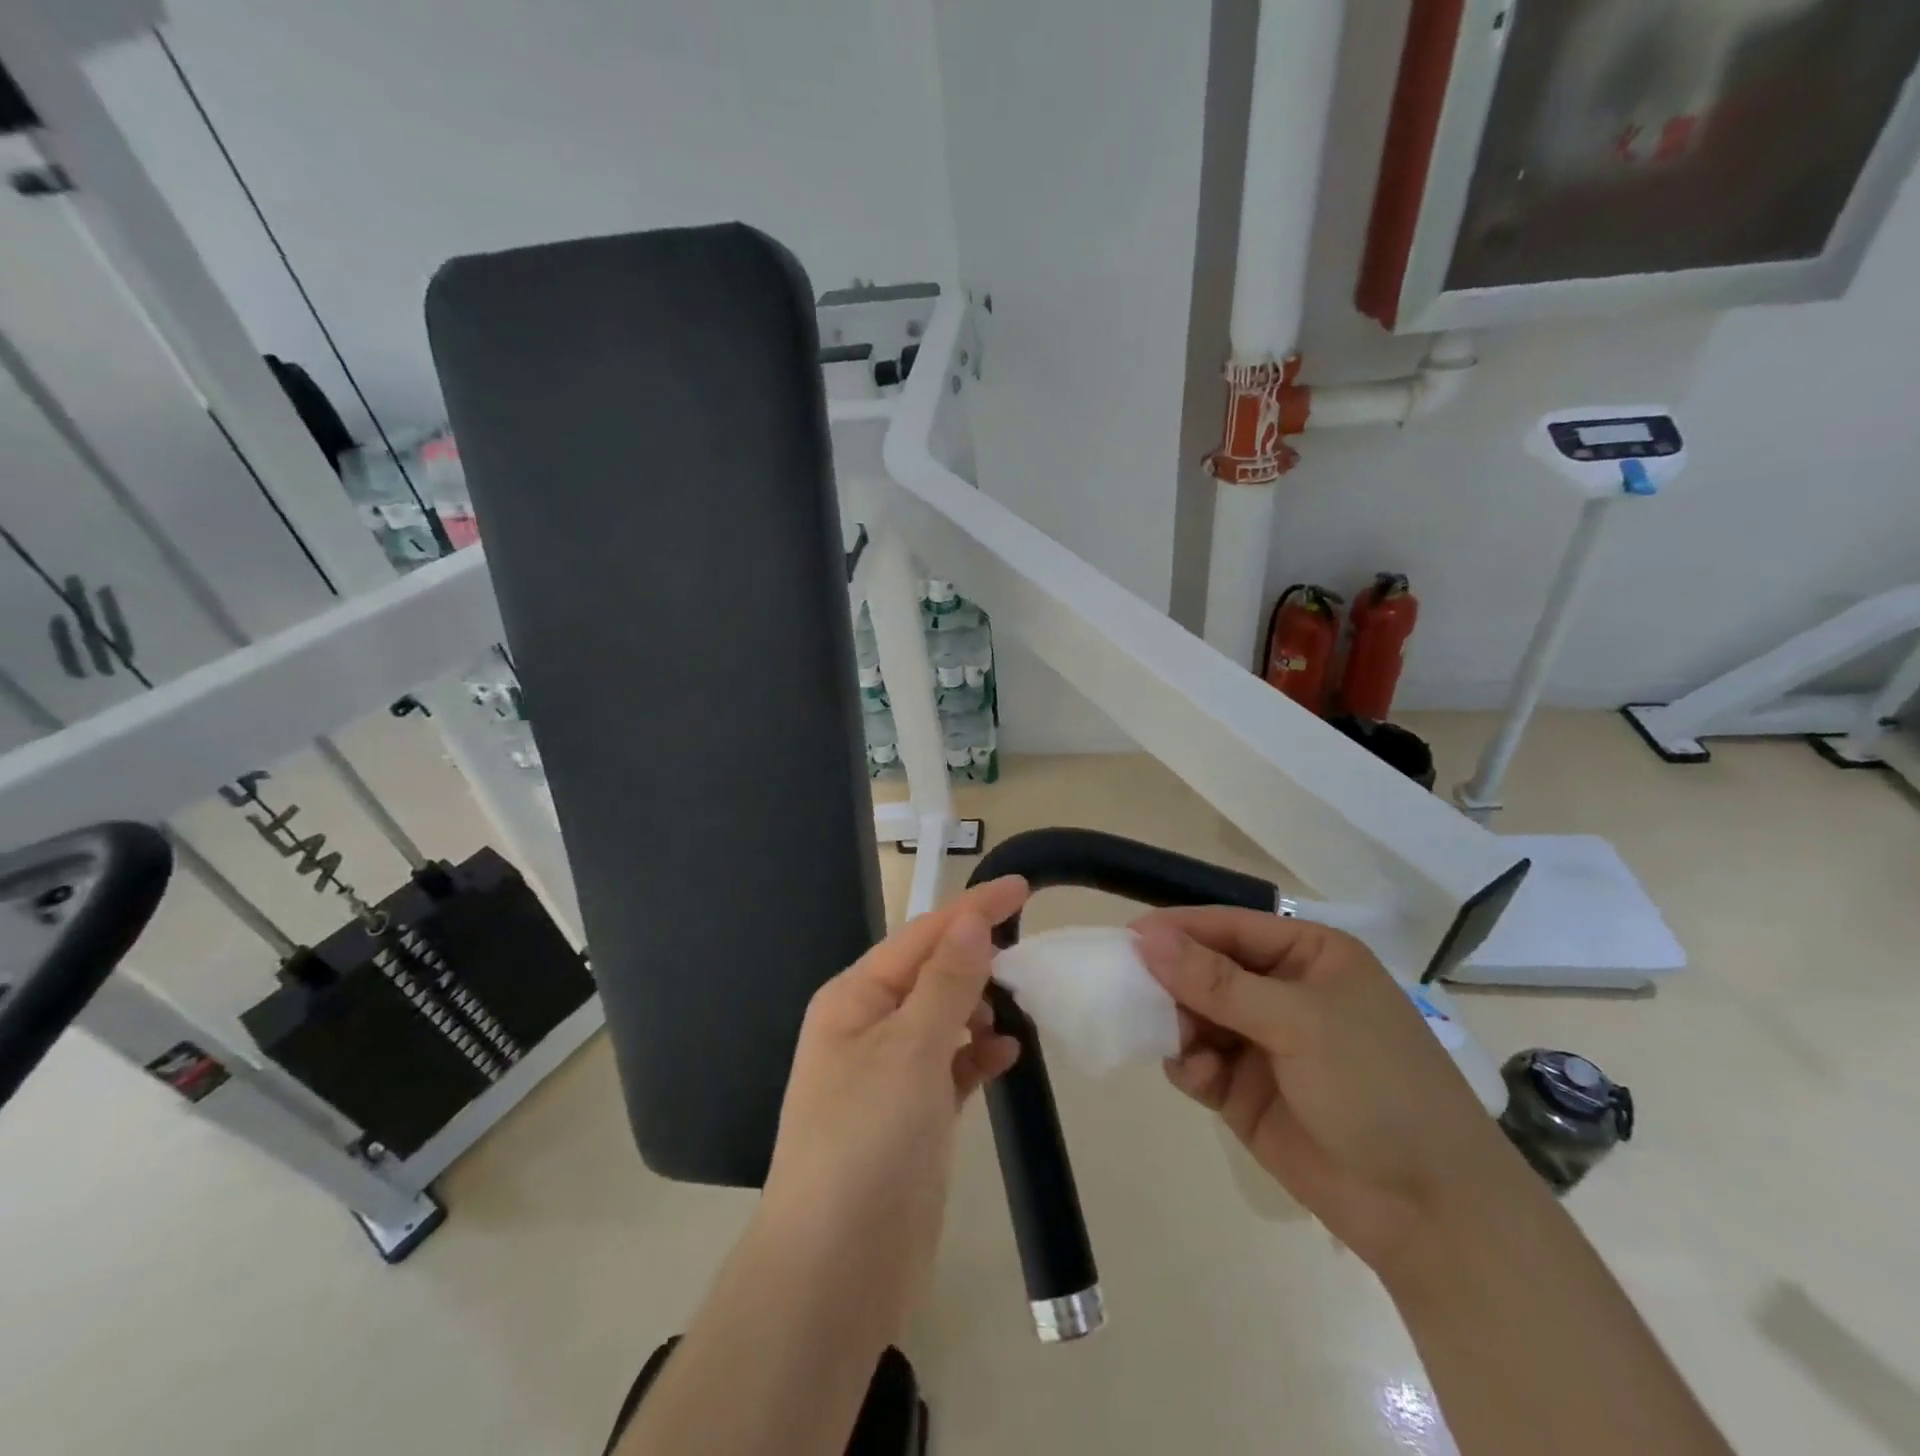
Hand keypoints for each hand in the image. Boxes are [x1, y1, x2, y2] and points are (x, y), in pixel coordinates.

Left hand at [759, 876, 1028, 1338]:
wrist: (835, 1271)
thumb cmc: (866, 1142)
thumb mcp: (910, 1050)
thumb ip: (946, 982)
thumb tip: (972, 920)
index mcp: (854, 998)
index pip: (922, 935)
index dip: (973, 909)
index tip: (1023, 888)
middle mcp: (867, 1027)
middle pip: (931, 973)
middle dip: (976, 959)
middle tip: (1028, 953)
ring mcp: (889, 1074)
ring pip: (944, 1019)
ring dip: (979, 1006)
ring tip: (1020, 1004)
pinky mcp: (912, 1116)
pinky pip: (951, 1065)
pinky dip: (978, 1053)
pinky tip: (1007, 1053)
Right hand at [1133, 909, 1526, 1275]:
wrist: (1431, 1213)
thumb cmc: (1377, 1088)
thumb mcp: (1299, 1022)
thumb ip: (1217, 981)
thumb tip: (1145, 936)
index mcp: (1308, 955)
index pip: (1228, 927)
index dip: (1178, 930)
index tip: (1126, 938)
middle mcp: (1281, 991)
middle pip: (1204, 969)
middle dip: (1173, 982)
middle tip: (1134, 994)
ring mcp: (1262, 1042)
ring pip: (1193, 1014)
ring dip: (1178, 1025)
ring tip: (1179, 1043)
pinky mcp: (1244, 1090)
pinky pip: (1197, 1061)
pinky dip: (1189, 1065)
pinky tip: (1200, 1079)